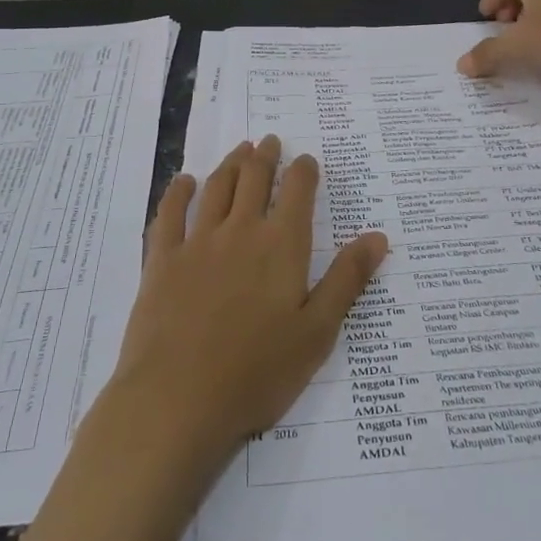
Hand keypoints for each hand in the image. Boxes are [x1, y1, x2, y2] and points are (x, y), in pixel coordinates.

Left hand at [109, 136, 388, 461]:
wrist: (178, 398)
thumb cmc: (258, 372)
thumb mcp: (317, 332)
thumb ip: (346, 280)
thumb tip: (378, 237)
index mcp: (281, 246)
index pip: (297, 192)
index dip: (303, 171)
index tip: (307, 160)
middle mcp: (240, 231)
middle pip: (254, 179)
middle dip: (265, 157)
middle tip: (269, 141)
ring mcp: (197, 243)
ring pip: (216, 188)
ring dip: (230, 164)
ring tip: (239, 150)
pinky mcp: (162, 261)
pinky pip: (170, 215)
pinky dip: (178, 192)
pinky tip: (184, 181)